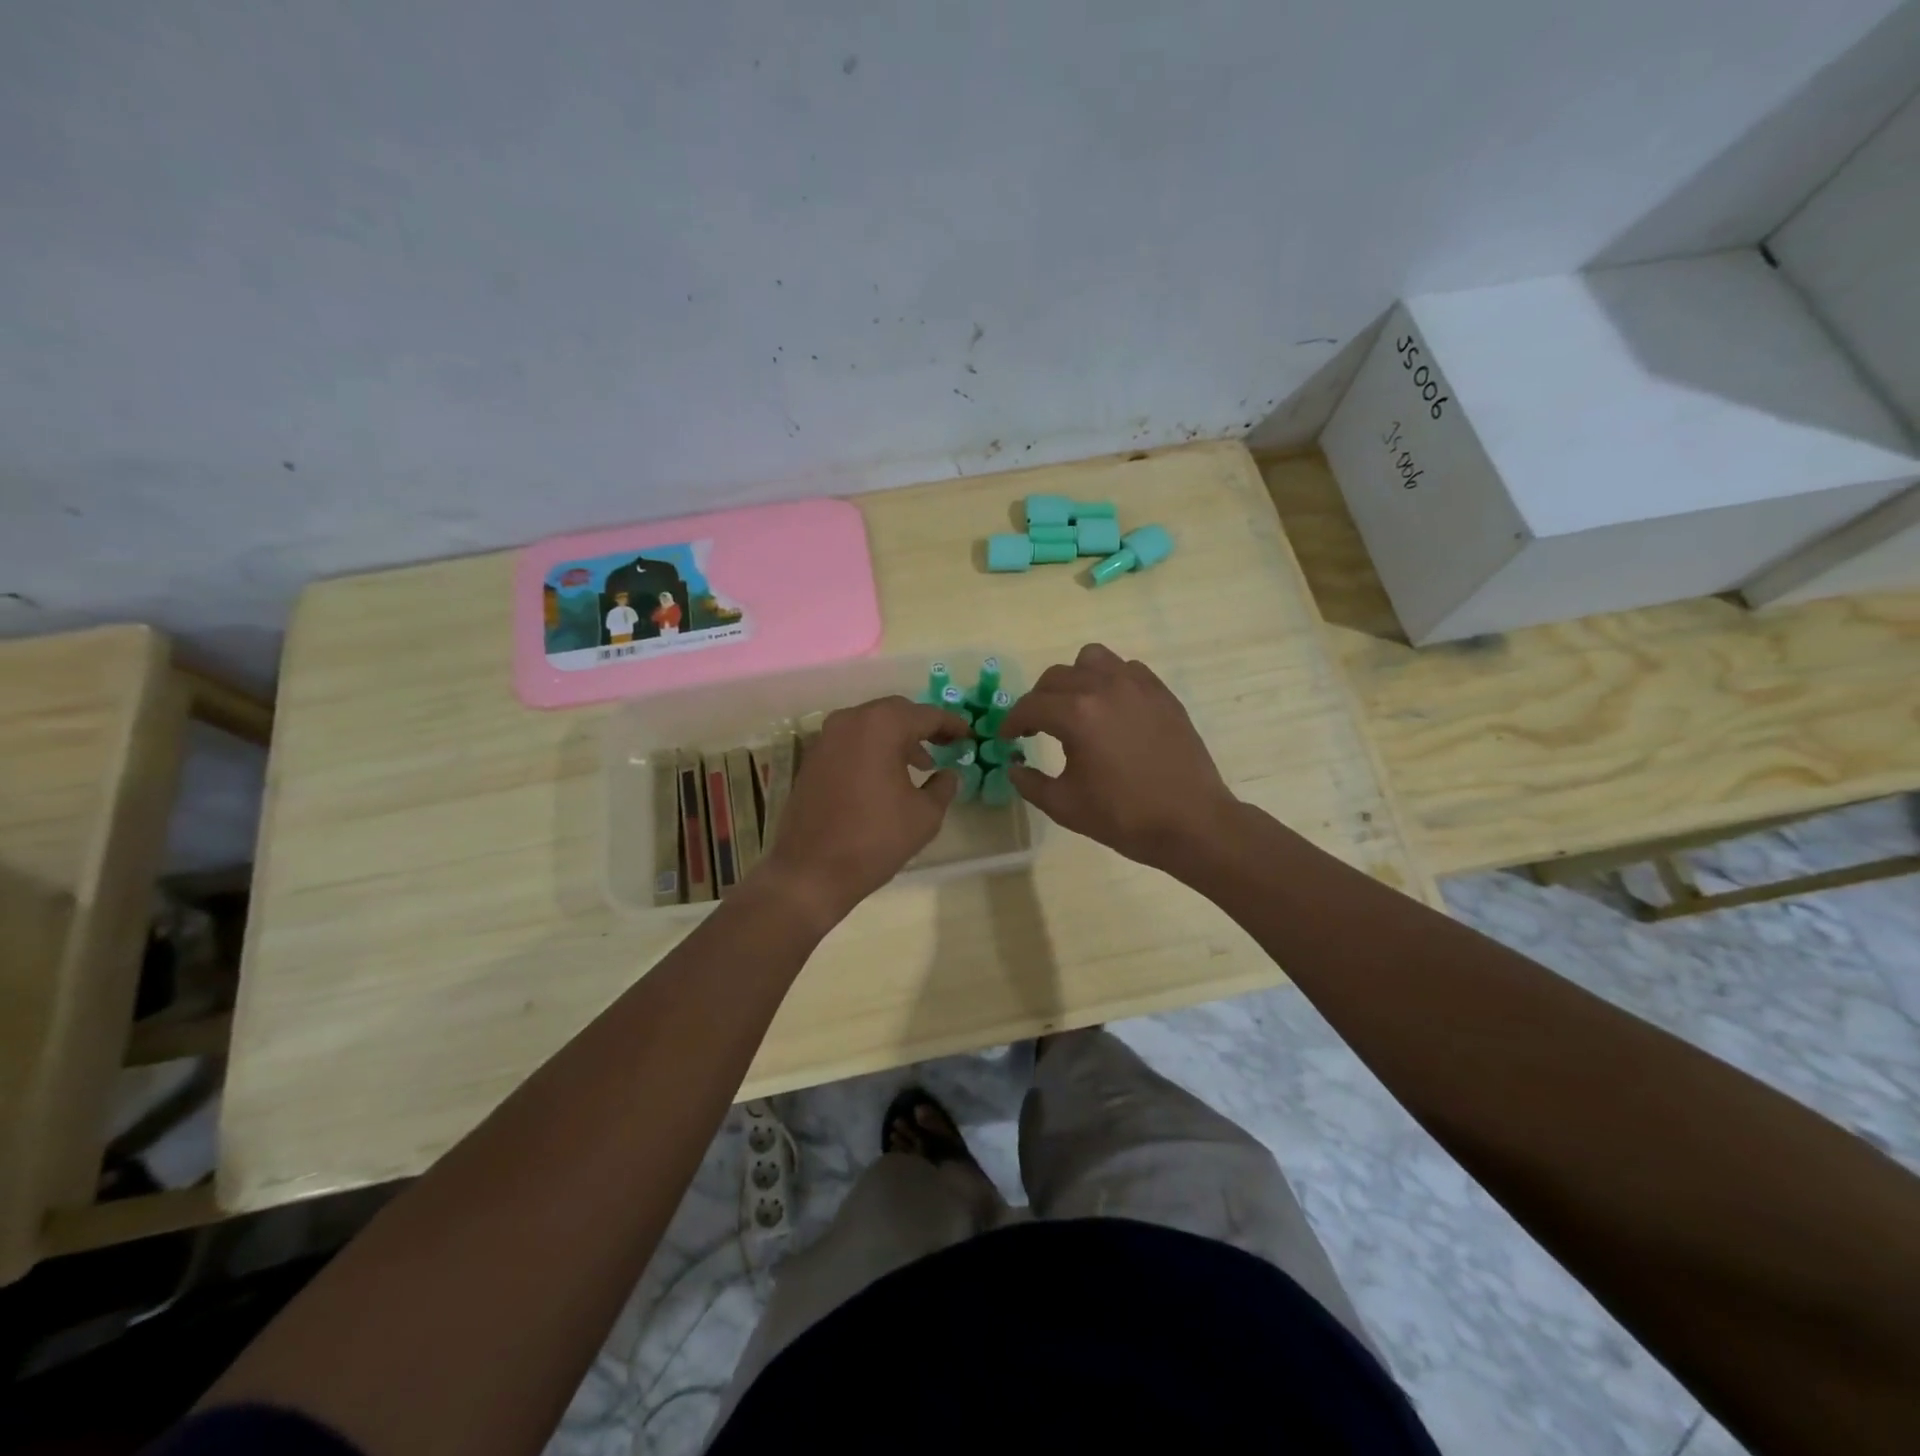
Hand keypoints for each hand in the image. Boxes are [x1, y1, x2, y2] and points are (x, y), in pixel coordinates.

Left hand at [760, 695, 972, 921]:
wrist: (811, 871)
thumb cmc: (875, 839)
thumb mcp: (925, 815)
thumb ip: (943, 786)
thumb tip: (948, 774)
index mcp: (881, 726)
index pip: (926, 715)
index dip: (951, 724)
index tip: (968, 735)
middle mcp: (849, 721)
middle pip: (895, 712)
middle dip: (922, 726)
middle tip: (945, 743)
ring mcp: (825, 738)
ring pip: (870, 725)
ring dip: (896, 738)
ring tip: (919, 764)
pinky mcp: (812, 758)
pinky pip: (851, 741)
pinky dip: (873, 748)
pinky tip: (886, 775)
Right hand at [999, 644, 1236, 870]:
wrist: (1191, 822)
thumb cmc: (1123, 817)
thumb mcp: (1065, 806)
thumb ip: (1030, 783)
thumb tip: (1013, 767)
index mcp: (1077, 715)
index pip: (1031, 705)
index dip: (1012, 721)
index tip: (1006, 737)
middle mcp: (1105, 688)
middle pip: (1056, 677)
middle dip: (1038, 700)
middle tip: (1035, 727)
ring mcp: (1138, 686)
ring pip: (1092, 660)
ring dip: (1075, 679)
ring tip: (1075, 707)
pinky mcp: (1162, 693)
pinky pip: (1127, 669)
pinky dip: (1110, 680)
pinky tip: (1111, 709)